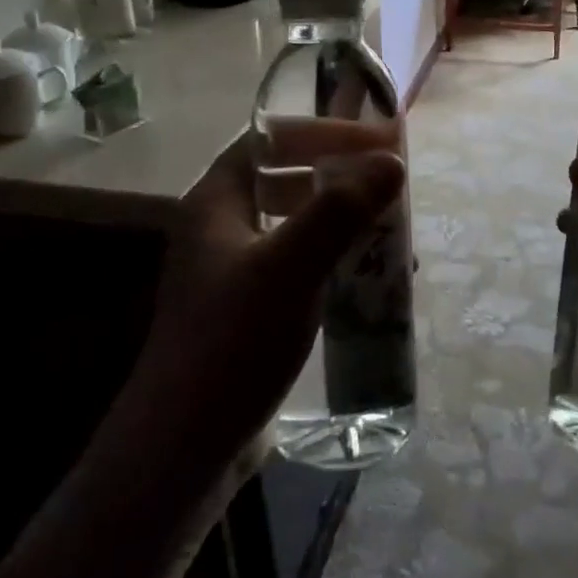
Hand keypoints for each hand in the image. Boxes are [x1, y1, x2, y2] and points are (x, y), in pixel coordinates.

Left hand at [128, 131, 404, 477]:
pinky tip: (372, 280)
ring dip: (343, 222)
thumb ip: (340, 210)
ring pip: (297, 225)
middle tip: (389, 184)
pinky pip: (301, 267)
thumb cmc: (232, 341)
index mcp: (217, 202)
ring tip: (391, 230)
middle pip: (286, 179)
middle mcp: (222, 228)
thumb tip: (392, 161)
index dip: (323, 132)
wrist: (185, 444)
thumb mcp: (290, 267)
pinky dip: (336, 262)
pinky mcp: (252, 311)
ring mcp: (236, 272)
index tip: (376, 140)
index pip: (269, 140)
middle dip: (340, 177)